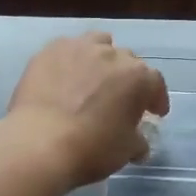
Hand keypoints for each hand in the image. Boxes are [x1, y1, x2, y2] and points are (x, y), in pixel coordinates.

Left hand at [6, 34, 169, 187]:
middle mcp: (113, 55)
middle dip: (127, 79)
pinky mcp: (51, 50)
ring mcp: (80, 48)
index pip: (155, 83)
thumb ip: (138, 142)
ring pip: (99, 44)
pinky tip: (64, 77)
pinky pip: (68, 49)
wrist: (39, 142)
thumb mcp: (126, 151)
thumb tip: (140, 143)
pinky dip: (72, 61)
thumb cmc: (91, 148)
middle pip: (127, 61)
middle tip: (119, 99)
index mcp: (138, 77)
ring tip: (93, 78)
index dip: (156, 99)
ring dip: (101, 58)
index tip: (153, 113)